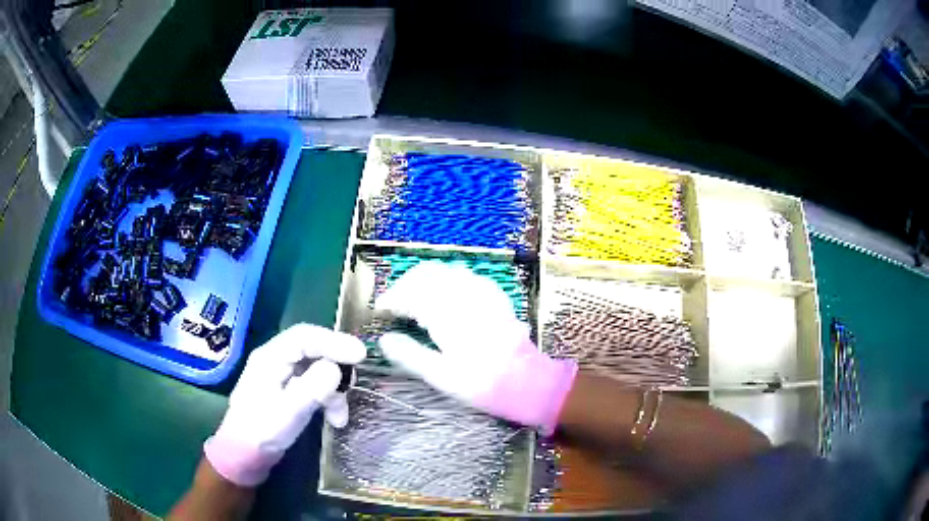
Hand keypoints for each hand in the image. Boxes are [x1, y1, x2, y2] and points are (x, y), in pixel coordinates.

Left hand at [204, 324, 365, 486]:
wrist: (244, 455)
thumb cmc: (261, 432)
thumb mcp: (287, 412)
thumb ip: (311, 389)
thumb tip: (336, 369)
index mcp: (270, 358)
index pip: (304, 337)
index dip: (334, 341)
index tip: (360, 355)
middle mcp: (277, 361)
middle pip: (314, 351)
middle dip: (337, 369)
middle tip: (353, 386)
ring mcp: (284, 376)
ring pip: (318, 370)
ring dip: (334, 391)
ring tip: (341, 418)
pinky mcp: (290, 392)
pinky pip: (316, 386)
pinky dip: (328, 400)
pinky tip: (335, 420)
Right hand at [375, 262, 576, 434]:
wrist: (528, 381)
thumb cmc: (482, 382)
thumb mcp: (441, 376)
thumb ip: (410, 355)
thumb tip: (384, 340)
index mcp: (447, 312)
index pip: (410, 293)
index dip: (392, 298)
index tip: (380, 310)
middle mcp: (463, 293)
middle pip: (426, 274)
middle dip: (405, 284)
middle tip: (395, 303)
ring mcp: (482, 290)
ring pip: (445, 271)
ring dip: (424, 280)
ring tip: (415, 299)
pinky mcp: (494, 295)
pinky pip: (464, 275)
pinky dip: (446, 280)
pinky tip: (444, 297)